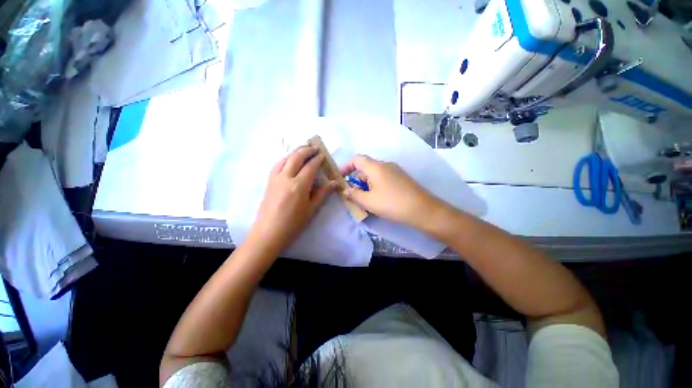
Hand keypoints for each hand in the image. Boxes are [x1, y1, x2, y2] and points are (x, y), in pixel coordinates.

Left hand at [249, 146, 335, 251]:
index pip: (310, 166)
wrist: (268, 233)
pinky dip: (286, 158)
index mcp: (299, 186)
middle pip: (296, 157)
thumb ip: (322, 193)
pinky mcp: (268, 181)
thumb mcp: (311, 210)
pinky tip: (290, 160)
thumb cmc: (293, 224)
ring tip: (304, 149)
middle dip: (307, 150)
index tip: (323, 154)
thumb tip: (334, 183)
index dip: (317, 159)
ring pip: (285, 158)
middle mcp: (286, 177)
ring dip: (296, 152)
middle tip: (315, 147)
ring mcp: (275, 178)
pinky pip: (277, 164)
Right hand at [340, 155, 446, 228]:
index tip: (340, 178)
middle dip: (356, 179)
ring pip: (375, 174)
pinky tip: (378, 199)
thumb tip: (345, 190)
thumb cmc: (392, 204)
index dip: (346, 166)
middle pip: (365, 167)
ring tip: (365, 199)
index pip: (356, 159)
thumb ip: (353, 195)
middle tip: (353, 194)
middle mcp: (385, 165)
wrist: (423, 210)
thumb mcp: (368, 201)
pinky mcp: (401, 178)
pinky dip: (376, 185)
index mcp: (376, 167)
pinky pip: (383, 178)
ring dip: (366, 184)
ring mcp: (395, 171)